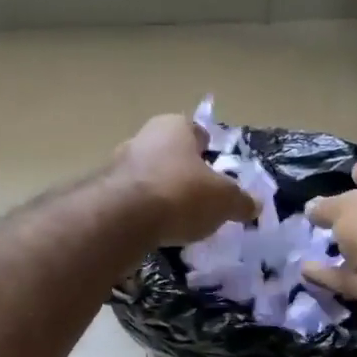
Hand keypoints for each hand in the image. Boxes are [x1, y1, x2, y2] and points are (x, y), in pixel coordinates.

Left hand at [112, 115, 258, 245]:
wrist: (124, 217)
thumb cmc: (182, 194)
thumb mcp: (225, 200)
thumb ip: (241, 201)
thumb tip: (254, 205)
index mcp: (175, 126)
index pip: (198, 132)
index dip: (210, 151)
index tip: (217, 171)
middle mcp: (144, 136)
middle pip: (171, 154)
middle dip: (183, 173)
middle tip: (200, 198)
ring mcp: (118, 163)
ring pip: (149, 176)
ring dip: (161, 192)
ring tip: (177, 219)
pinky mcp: (103, 192)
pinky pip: (132, 200)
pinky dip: (143, 212)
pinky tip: (154, 230)